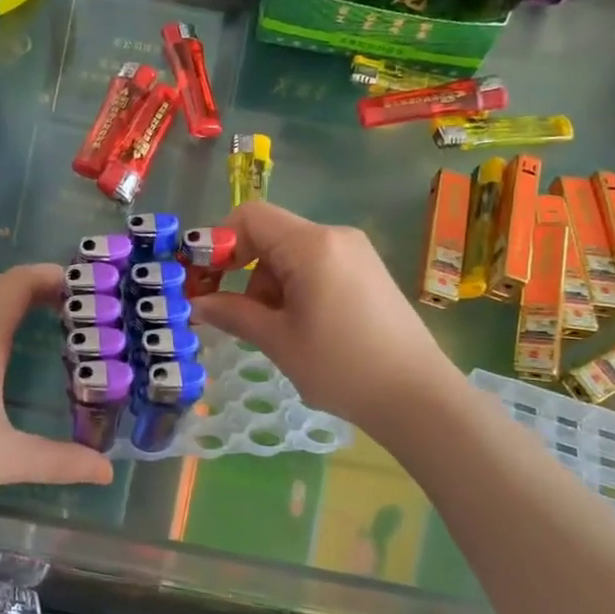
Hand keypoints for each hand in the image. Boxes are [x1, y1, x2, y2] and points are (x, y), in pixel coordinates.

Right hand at [192, 201, 452, 429]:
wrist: (418, 397)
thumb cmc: (342, 367)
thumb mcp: (278, 341)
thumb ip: (232, 314)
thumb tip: (196, 304)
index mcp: (311, 245)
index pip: (249, 217)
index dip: (217, 241)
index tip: (202, 279)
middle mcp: (335, 237)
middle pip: (270, 235)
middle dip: (241, 269)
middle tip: (229, 312)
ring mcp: (355, 253)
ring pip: (291, 253)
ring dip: (267, 284)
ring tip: (272, 330)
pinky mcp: (366, 271)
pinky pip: (315, 265)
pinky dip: (293, 287)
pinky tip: (299, 325)